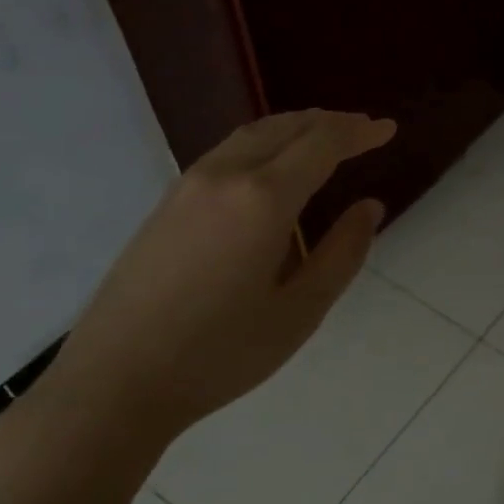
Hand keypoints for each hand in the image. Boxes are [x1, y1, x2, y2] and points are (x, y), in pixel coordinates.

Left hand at [0, 110, 394, 503]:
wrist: (115, 381)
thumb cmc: (221, 353)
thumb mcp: (301, 311)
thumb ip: (342, 252)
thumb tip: (369, 207)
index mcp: (263, 199)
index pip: (321, 143)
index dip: (359, 132)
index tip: (388, 129)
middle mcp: (223, 176)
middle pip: (283, 127)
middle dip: (328, 123)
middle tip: (362, 130)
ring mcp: (187, 187)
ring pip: (249, 136)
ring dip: (292, 129)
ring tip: (322, 140)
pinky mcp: (165, 205)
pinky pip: (225, 154)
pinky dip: (262, 146)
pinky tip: (270, 171)